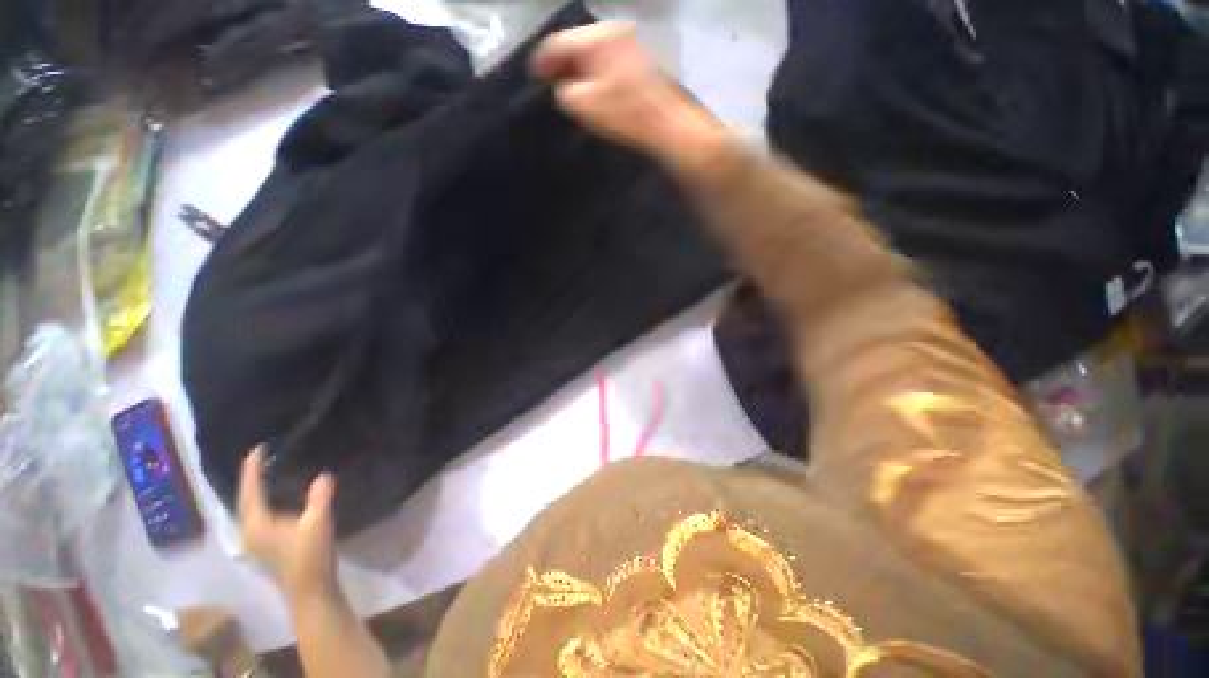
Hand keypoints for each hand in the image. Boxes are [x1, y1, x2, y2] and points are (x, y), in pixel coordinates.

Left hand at [239, 448, 337, 602]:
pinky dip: (263, 501)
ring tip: (268, 472)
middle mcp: (249, 530)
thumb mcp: (318, 524)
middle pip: (245, 499)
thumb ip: (320, 497)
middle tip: (263, 457)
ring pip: (250, 508)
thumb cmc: (310, 557)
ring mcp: (255, 540)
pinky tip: (275, 497)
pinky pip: (258, 515)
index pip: (250, 490)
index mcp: (256, 524)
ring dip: (256, 490)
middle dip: (251, 478)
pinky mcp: (263, 545)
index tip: (259, 448)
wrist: (310, 591)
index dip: (253, 468)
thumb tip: (324, 475)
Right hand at [533, 23, 724, 163]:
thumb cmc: (630, 116)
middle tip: (550, 84)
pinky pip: (610, 63)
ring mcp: (632, 47)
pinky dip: (598, 75)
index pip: (560, 42)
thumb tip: (564, 89)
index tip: (533, 77)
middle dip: (563, 64)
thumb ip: (568, 94)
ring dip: (581, 71)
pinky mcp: (642, 63)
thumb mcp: (588, 106)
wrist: (673, 127)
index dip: (543, 61)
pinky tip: (594, 92)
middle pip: (578, 45)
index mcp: (599, 39)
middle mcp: (616, 33)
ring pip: (595, 54)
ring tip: (570, 90)